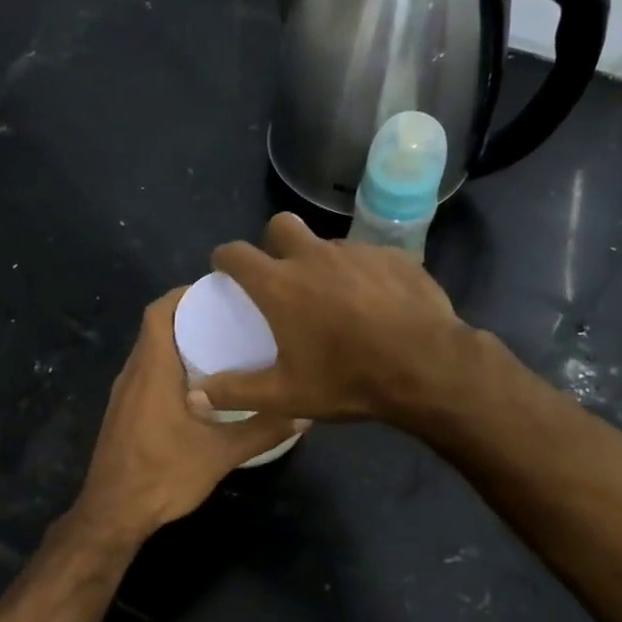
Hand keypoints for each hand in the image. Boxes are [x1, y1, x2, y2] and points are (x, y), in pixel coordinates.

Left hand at [68, 288, 302, 544]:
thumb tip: (304, 412)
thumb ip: (262, 430)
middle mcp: (133, 374)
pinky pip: (147, 375)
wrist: (113, 515)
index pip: (159, 312)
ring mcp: (124, 395)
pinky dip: (172, 368)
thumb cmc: (163, 475)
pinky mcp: (123, 414)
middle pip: (156, 328)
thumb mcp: (220, 453)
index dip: (185, 294)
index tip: (220, 291)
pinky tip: (201, 388)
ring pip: (151, 353)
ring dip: (181, 344)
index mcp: (152, 370)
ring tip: (223, 347)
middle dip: (191, 317)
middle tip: (232, 318)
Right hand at [198, 213, 470, 424]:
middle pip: (280, 226)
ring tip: (332, 297)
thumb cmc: (348, 380)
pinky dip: (359, 273)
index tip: (224, 270)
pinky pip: (366, 256)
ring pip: (326, 243)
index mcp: (280, 284)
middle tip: (280, 276)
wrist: (428, 368)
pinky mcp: (394, 256)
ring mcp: (357, 252)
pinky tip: (373, 302)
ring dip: (319, 261)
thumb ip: (235, 392)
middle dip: (272, 243)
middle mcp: (314, 256)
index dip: (224, 258)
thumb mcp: (286, 395)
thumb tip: (193, 396)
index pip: (236, 253)